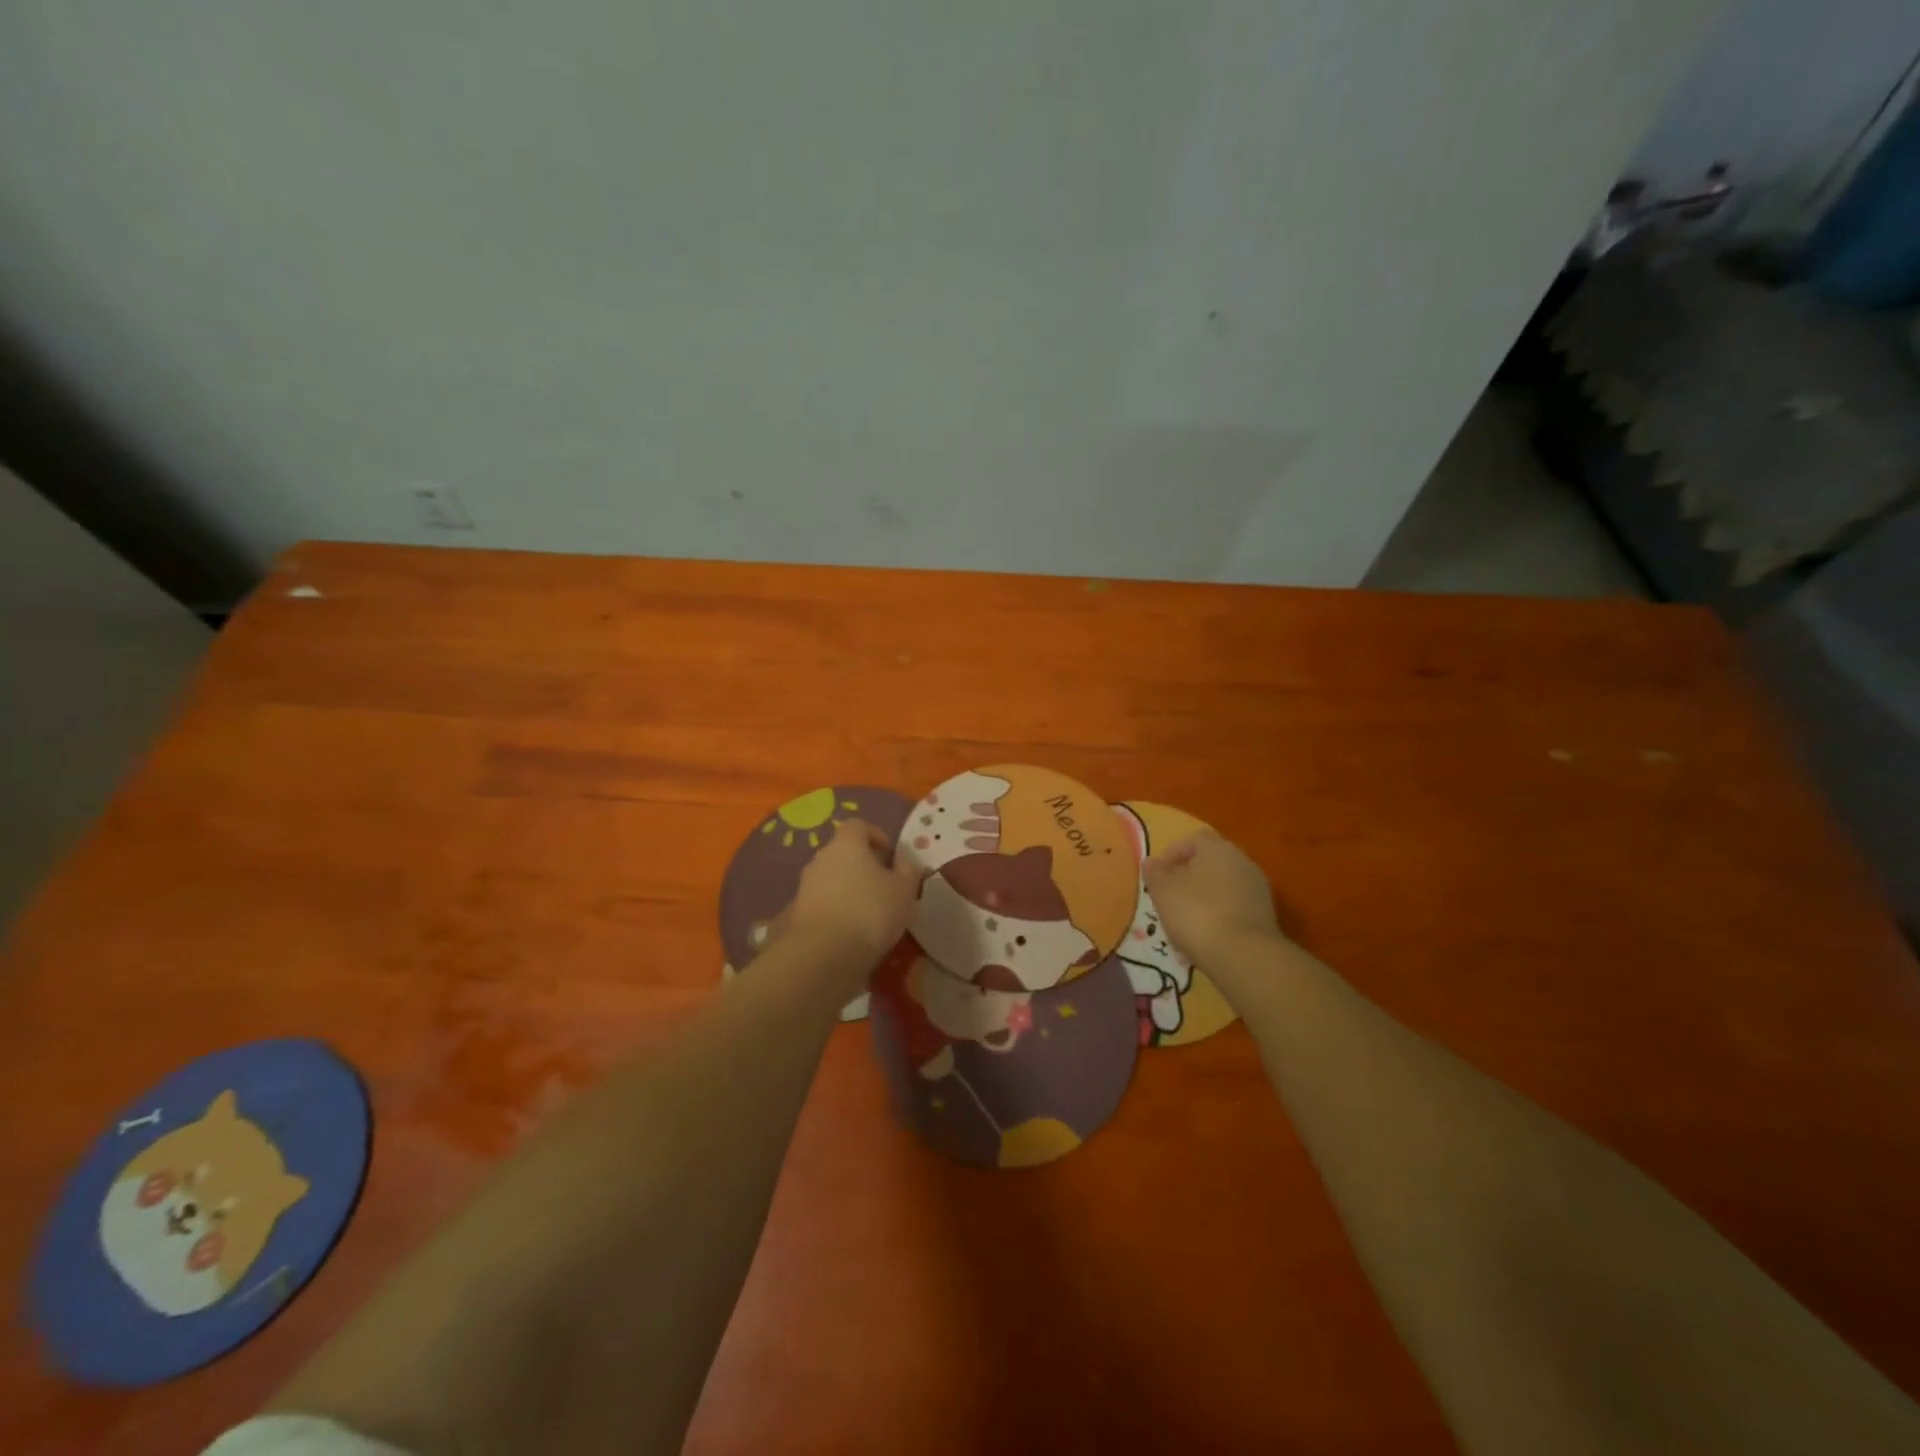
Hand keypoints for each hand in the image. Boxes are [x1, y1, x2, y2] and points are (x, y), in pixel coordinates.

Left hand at [785, 819, 921, 969]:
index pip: (858, 825)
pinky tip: (852, 931)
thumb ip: (908, 871)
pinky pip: (823, 903)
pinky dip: (837, 910)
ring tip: (870, 912)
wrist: (824, 954)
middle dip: (863, 865)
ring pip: (832, 878)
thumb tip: (906, 861)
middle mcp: (821, 858)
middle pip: (843, 852)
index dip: (876, 836)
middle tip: (884, 885)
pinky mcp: (798, 913)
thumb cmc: (870, 911)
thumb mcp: (904, 890)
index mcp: (847, 844)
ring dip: (849, 889)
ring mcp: (806, 886)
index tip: (891, 855)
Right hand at [1144, 832, 1284, 971]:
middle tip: (1169, 899)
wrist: (1244, 956)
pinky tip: (1204, 940)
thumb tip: (1152, 862)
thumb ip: (1155, 873)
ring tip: (1183, 925)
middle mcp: (1242, 862)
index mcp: (1217, 848)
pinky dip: (1218, 919)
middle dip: (1187, 880)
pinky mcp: (1265, 916)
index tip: (1157, 875)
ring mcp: (1257, 890)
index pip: (1192, 840)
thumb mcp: (1163, 891)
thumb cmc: (1196, 913)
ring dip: (1202, 901)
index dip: (1172, 854)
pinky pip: (1234, 910)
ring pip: (1221, 889)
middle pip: (1209, 864)